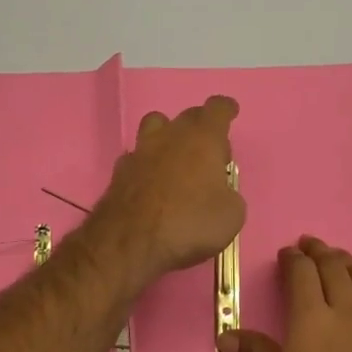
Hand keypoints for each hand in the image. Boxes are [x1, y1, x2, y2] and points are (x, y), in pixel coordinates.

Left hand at [90, 96, 244, 285]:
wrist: (129, 243)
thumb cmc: (190, 223)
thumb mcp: (232, 215)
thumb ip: (229, 195)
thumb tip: (219, 194)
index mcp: (203, 138)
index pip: (217, 109)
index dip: (226, 109)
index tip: (230, 112)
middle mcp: (171, 136)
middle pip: (188, 115)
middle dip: (202, 127)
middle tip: (210, 152)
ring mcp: (141, 151)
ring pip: (156, 127)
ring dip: (169, 136)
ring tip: (177, 159)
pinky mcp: (119, 172)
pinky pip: (138, 156)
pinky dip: (149, 164)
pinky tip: (153, 183)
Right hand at [219, 236, 351, 351]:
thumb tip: (227, 337)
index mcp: (311, 319)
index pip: (303, 273)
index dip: (293, 259)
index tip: (287, 254)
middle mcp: (347, 313)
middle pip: (336, 268)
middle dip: (321, 252)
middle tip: (310, 247)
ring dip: (351, 266)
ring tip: (341, 263)